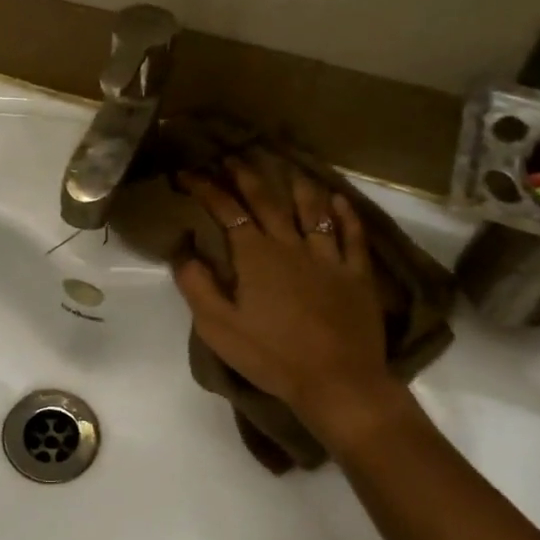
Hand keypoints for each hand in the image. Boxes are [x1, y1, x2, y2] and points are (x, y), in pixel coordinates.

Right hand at [173, 157, 401, 432]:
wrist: (337, 381)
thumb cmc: (271, 356)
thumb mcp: (218, 327)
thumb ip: (197, 285)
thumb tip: (182, 249)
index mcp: (255, 256)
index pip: (226, 210)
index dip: (206, 188)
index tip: (188, 173)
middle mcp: (291, 245)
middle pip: (267, 201)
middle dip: (246, 175)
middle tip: (232, 157)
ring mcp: (328, 258)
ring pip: (312, 210)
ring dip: (296, 185)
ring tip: (287, 168)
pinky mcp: (356, 275)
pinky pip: (352, 236)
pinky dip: (344, 215)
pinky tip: (338, 200)